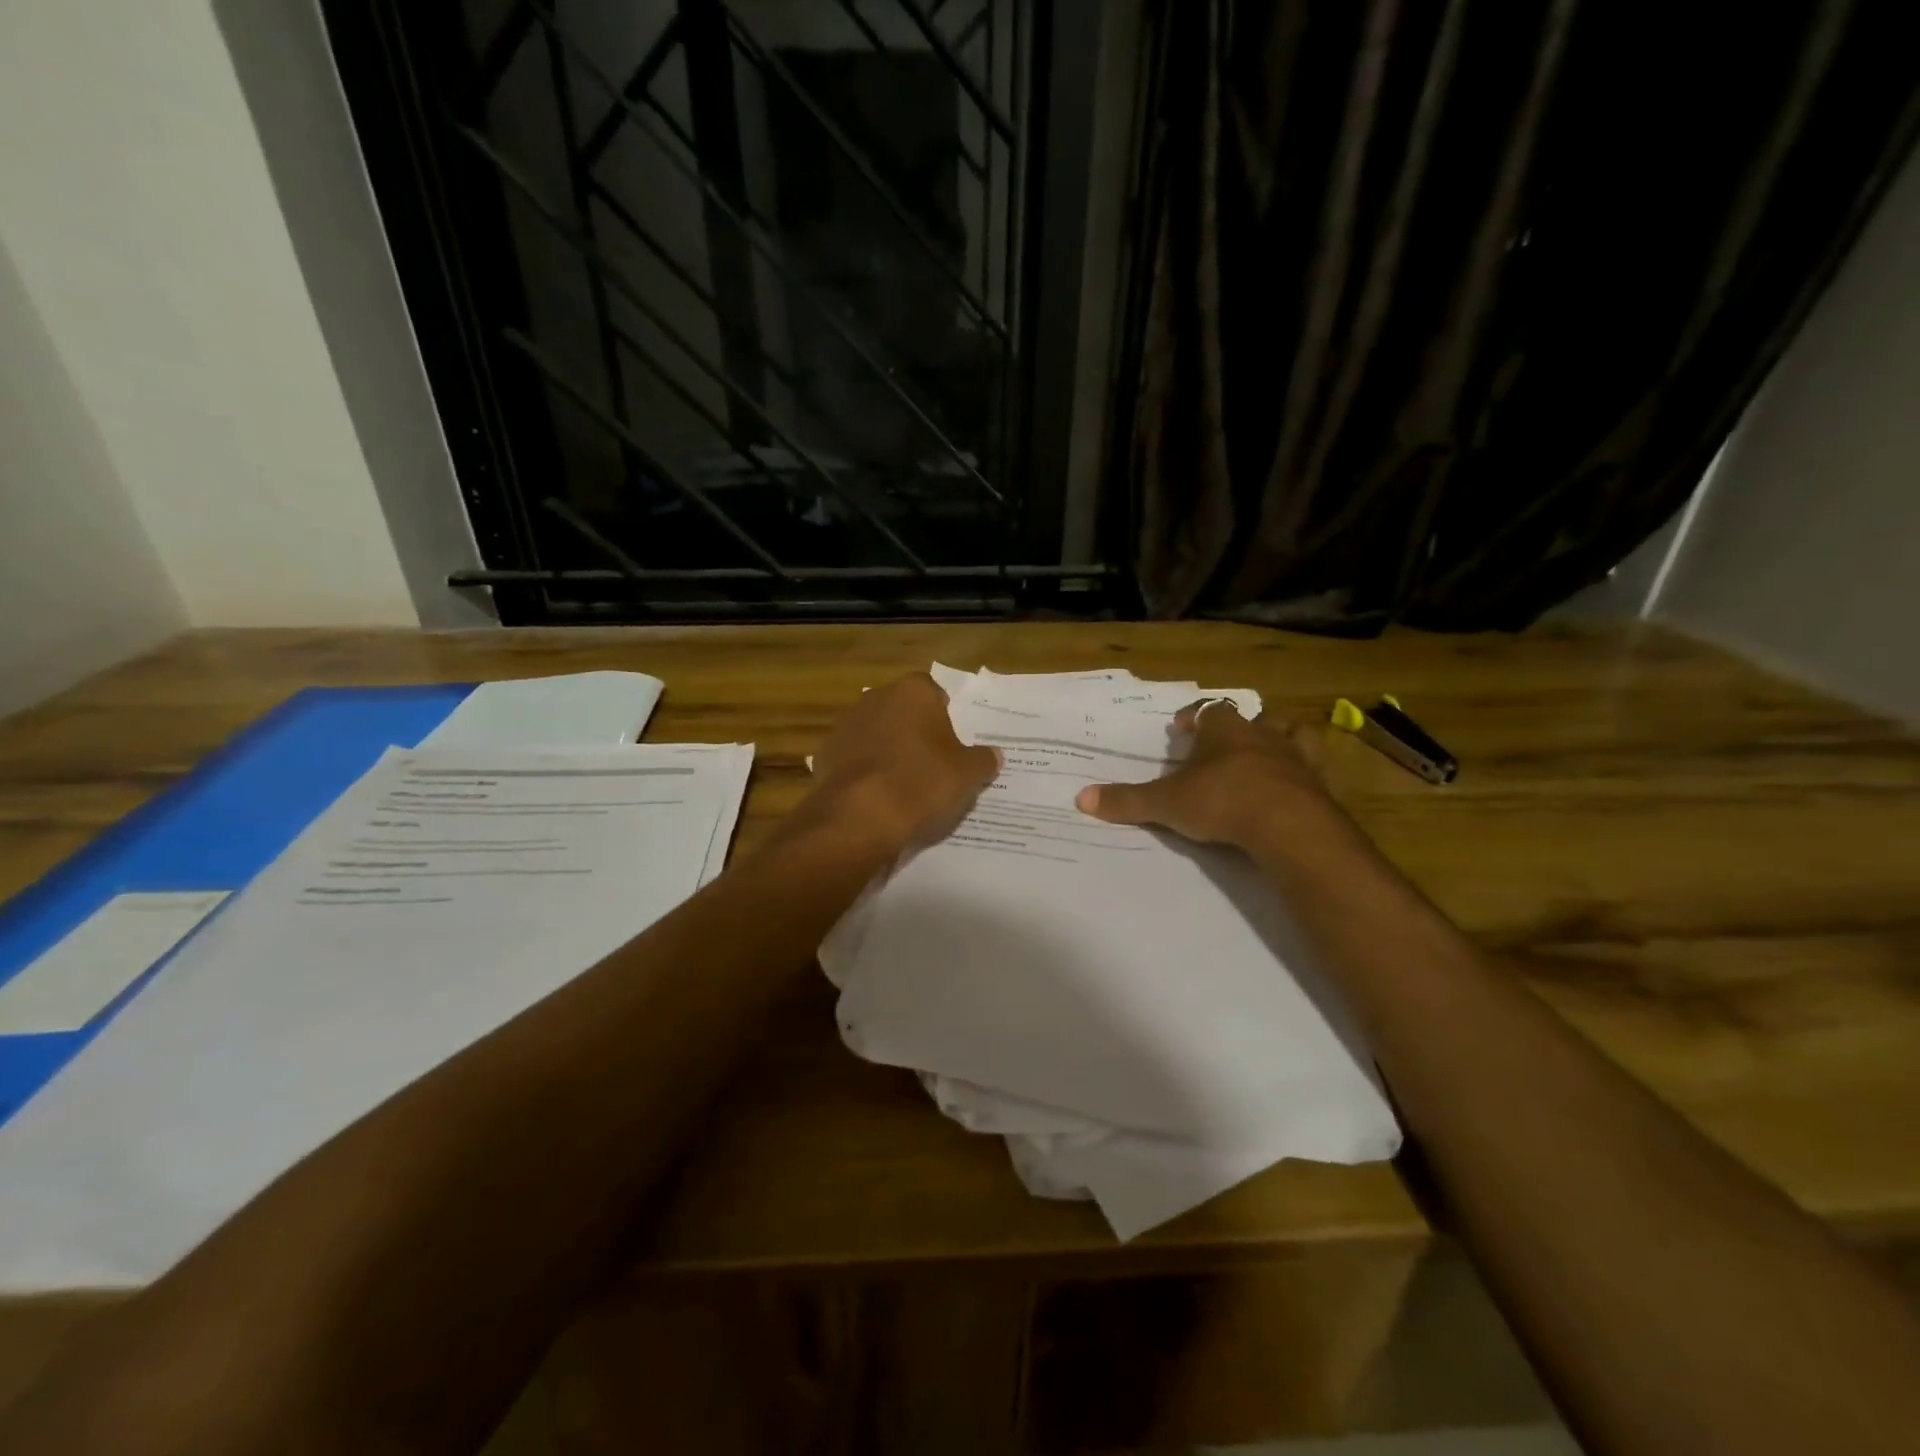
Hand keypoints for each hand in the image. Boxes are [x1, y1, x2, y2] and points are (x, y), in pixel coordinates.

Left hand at [808, 673, 1000, 847]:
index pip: (933, 692)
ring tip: (903, 784)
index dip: (944, 716)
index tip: (951, 742)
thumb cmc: (922, 782)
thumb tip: (993, 755)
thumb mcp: (967, 774)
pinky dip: (864, 771)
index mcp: (913, 692)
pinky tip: (876, 796)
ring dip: (886, 749)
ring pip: (875, 733)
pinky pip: (853, 758)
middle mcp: (875, 697)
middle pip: (901, 710)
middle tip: (932, 763)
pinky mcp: (824, 754)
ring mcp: (845, 725)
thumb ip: (982, 760)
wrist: (860, 816)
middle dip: (913, 730)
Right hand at [1075, 700, 1338, 850]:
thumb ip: (1127, 800)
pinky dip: (1304, 773)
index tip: (1181, 728)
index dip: (1193, 718)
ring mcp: (1295, 757)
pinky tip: (1296, 785)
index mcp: (1224, 729)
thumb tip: (1081, 798)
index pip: (1207, 710)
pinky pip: (1314, 769)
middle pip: (1250, 718)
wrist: (1288, 825)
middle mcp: (1261, 734)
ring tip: (1264, 754)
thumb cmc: (1222, 800)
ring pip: (1290, 734)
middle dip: (1235, 728)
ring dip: (1277, 740)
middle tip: (1220, 744)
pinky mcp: (1319, 784)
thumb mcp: (1166, 803)